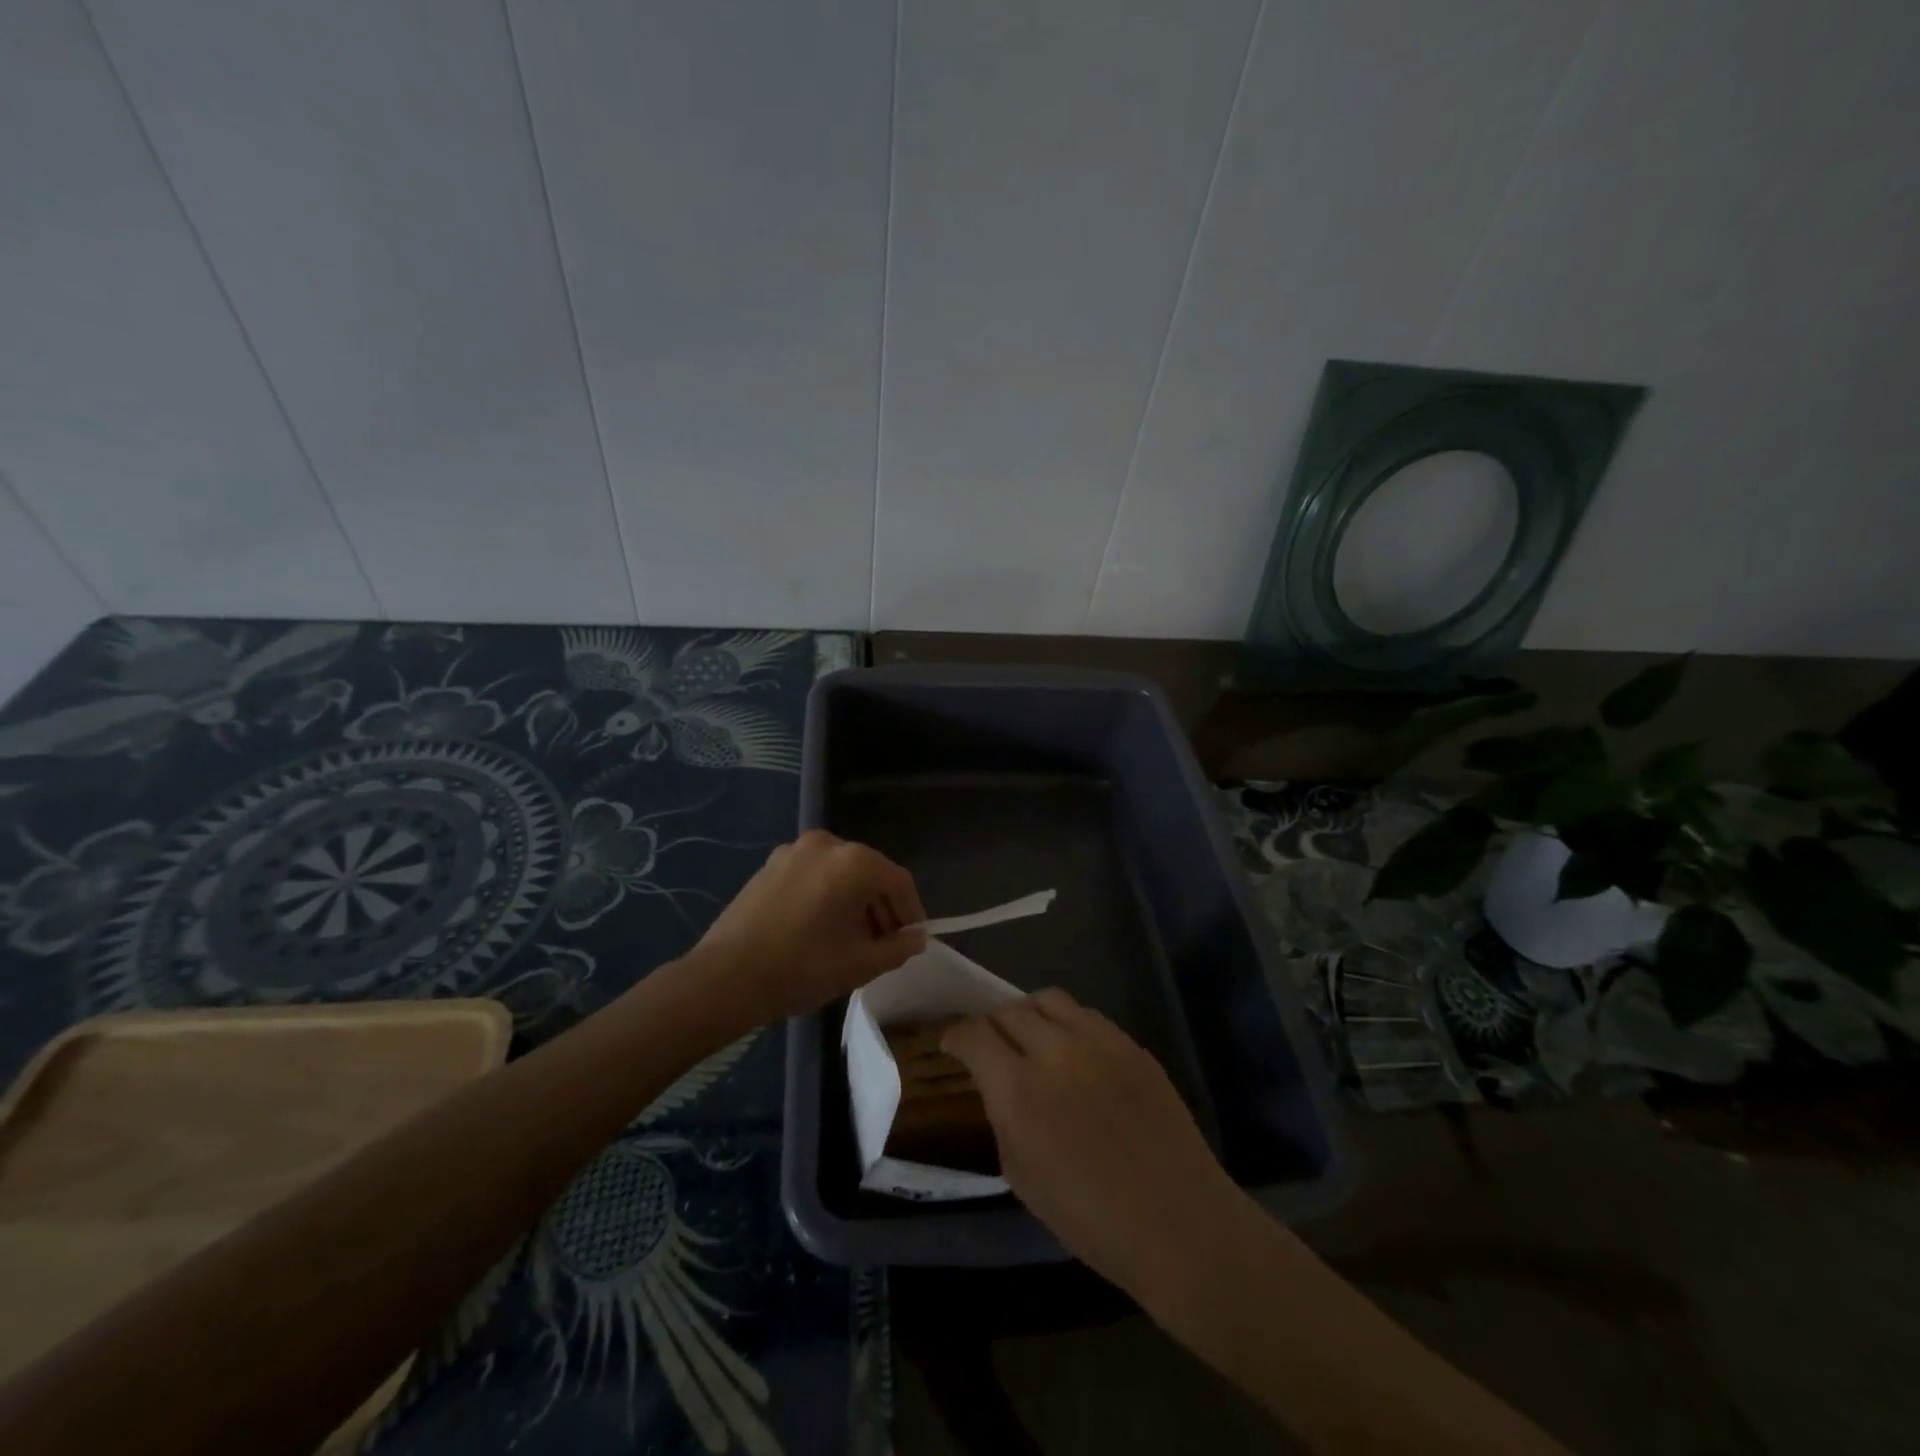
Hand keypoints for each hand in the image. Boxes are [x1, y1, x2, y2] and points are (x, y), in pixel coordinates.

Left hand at [693, 830, 926, 1021]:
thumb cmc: (803, 967)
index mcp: (854, 862)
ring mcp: (794, 851)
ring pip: (840, 873)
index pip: (898, 881)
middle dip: (881, 907)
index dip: (911, 911)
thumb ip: (898, 948)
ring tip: (853, 940)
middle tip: (885, 943)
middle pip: (869, 873)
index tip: (912, 939)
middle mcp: (827, 844)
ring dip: (854, 902)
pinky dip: (827, 895)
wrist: (726, 977)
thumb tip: (916, 938)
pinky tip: (820, 929)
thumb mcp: (860, 964)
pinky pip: (813, 875)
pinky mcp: (770, 865)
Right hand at [942, 990, 1245, 1300]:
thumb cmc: (1091, 1220)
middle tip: (993, 1046)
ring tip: (1033, 1038)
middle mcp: (1055, 1051)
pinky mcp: (1131, 1043)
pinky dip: (1069, 1025)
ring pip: (1049, 1000)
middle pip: (1009, 1010)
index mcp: (1019, 1090)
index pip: (974, 1034)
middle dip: (992, 1025)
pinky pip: (1087, 1016)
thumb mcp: (1022, 1177)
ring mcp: (1098, 1041)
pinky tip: (1075, 1053)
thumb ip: (1002, 1117)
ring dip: (1030, 1015)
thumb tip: (1000, 1087)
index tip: (952, 1044)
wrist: (1178, 1223)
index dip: (956, 1035)